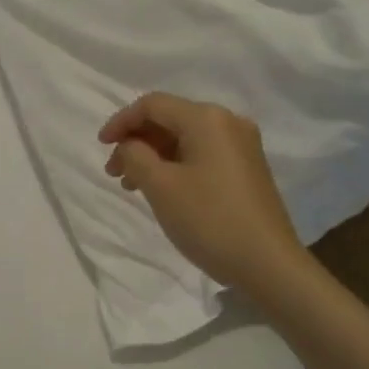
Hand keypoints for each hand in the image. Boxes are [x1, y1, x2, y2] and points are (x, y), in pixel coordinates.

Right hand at [99, 92, 302, 291]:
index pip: (152, 105)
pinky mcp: (247, 168)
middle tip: (114, 173)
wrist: (267, 263)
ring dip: (153, 156)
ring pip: (184, 139)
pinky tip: (163, 190)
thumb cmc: (209, 220)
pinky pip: (201, 154)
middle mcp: (228, 122)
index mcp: (207, 118)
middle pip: (169, 119)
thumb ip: (134, 156)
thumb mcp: (160, 186)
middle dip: (136, 141)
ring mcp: (241, 146)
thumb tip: (130, 146)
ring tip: (133, 186)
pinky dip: (175, 165)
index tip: (101, 147)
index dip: (121, 122)